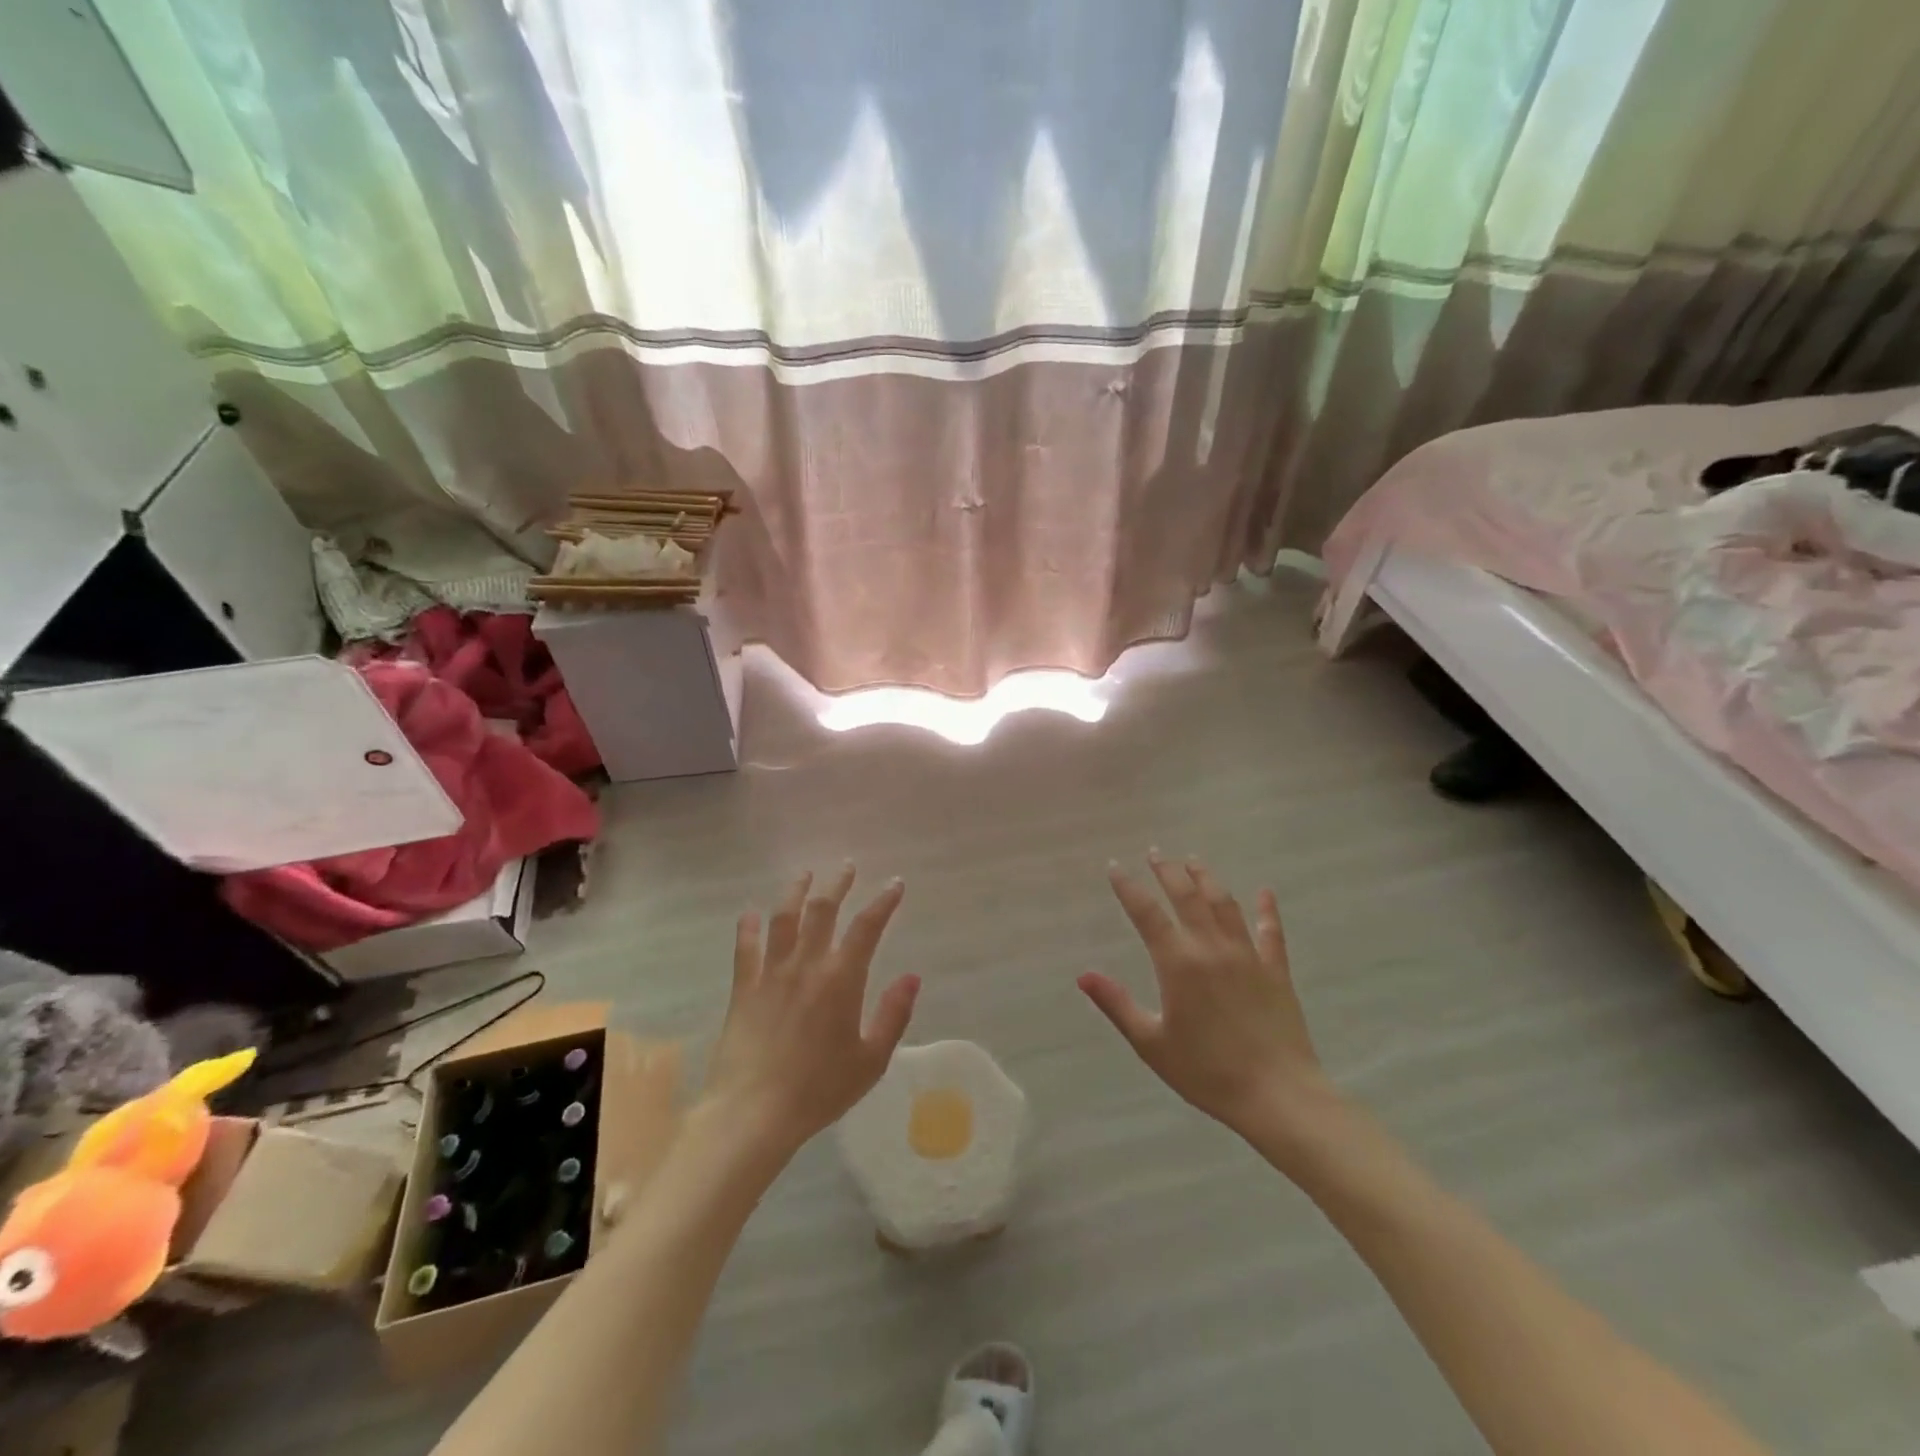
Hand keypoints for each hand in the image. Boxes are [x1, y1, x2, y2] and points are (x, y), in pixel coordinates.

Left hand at [702, 865, 919, 1158]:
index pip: (867, 927)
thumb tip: (912, 977)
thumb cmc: (819, 1090)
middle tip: (847, 867)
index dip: (884, 902)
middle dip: (838, 884)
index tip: (895, 884)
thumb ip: (893, 1015)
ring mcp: (770, 973)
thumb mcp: (871, 1060)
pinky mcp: (743, 989)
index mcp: (841, 979)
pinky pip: (745, 947)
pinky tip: (750, 913)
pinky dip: (748, 926)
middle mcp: (806, 965)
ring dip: (795, 891)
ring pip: (783, 918)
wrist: (753, 1113)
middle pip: (823, 910)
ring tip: (804, 874)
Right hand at [1080, 853, 1332, 1138]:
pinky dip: (1267, 909)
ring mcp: (1248, 956)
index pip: (1147, 913)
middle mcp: (1211, 948)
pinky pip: (1271, 931)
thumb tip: (1083, 975)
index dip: (1128, 887)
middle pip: (1187, 896)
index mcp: (1178, 963)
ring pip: (1224, 904)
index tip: (1115, 867)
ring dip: (1207, 878)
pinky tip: (1265, 891)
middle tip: (1155, 853)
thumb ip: (1117, 1004)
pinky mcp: (1276, 970)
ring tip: (1193, 861)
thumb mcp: (1151, 1043)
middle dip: (1168, 871)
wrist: (1278, 1095)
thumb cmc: (1207, 1072)